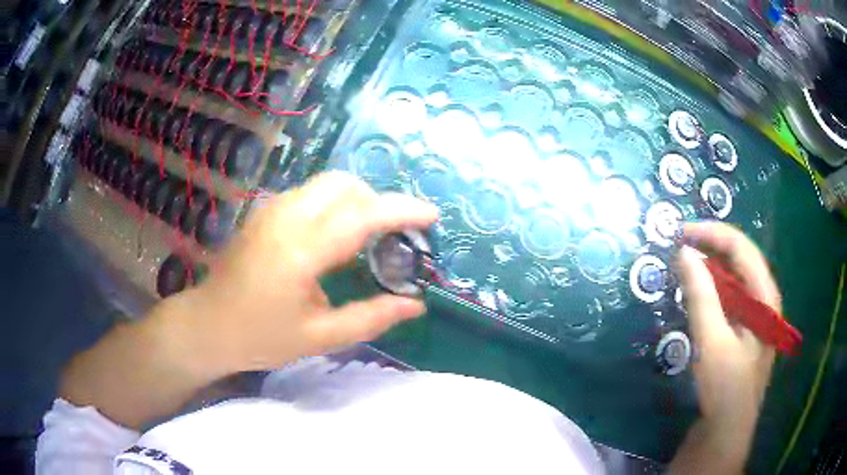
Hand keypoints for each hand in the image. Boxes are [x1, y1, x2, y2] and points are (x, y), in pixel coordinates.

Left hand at [186, 171, 438, 371]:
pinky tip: (334, 237)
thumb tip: (416, 304)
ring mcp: (271, 209)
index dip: (401, 211)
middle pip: (344, 184)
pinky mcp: (264, 211)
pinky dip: (334, 203)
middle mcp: (285, 218)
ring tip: (367, 237)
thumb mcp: (319, 338)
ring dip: (356, 200)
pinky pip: (310, 193)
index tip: (431, 216)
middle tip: (392, 235)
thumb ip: (370, 317)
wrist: (208, 325)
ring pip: (327, 183)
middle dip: (377, 200)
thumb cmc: (260, 337)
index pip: (361, 215)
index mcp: (300, 252)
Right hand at [671, 222, 779, 470]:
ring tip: (683, 266)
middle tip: (678, 247)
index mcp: (765, 296)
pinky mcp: (742, 331)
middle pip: (739, 258)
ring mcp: (754, 316)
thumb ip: (701, 296)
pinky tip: (695, 294)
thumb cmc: (725, 389)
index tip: (679, 234)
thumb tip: (683, 252)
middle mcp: (763, 299)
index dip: (711, 234)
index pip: (741, 247)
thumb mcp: (713, 343)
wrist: (725, 433)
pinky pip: (728, 297)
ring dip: (709, 267)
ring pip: (733, 278)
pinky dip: (710, 289)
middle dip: (709, 247)